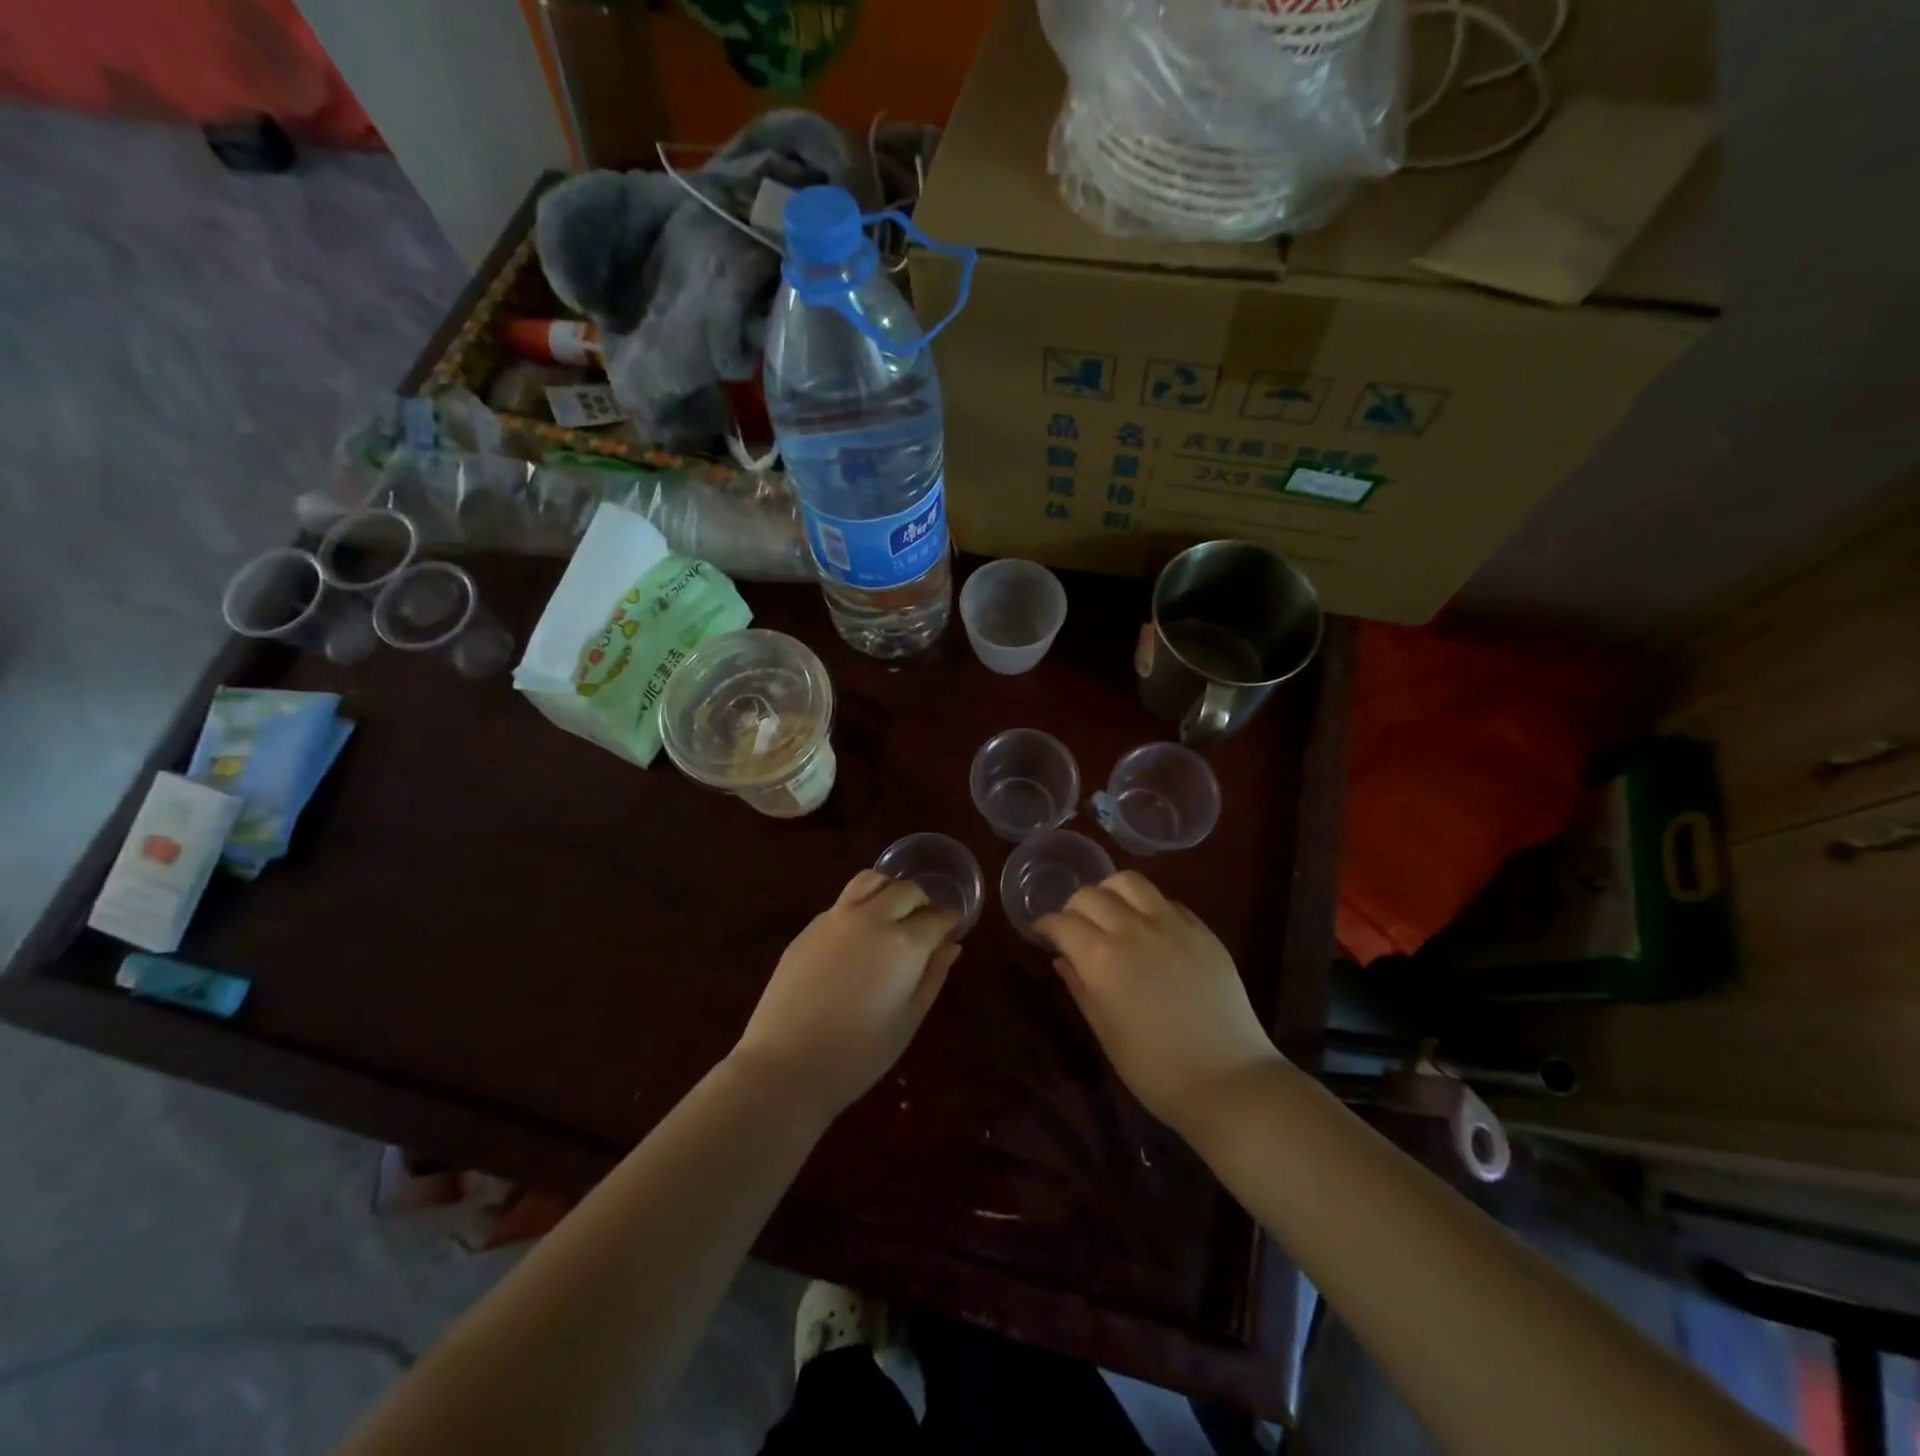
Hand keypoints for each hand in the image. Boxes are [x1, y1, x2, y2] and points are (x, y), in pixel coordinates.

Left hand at [731, 870, 959, 1122]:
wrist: (786, 1064)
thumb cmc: (858, 1054)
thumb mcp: (908, 1020)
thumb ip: (932, 976)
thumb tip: (950, 945)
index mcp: (904, 943)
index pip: (936, 917)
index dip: (949, 921)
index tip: (951, 929)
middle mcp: (872, 918)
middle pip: (906, 890)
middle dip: (923, 902)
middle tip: (925, 923)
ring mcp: (836, 918)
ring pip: (871, 880)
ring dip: (890, 890)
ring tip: (893, 913)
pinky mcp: (810, 927)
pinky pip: (844, 901)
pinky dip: (862, 904)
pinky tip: (859, 933)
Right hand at [1036, 871, 1282, 1131]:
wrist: (1229, 1081)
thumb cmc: (1156, 1069)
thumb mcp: (1106, 1032)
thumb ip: (1080, 987)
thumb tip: (1063, 958)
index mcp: (1102, 958)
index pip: (1062, 922)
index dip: (1046, 925)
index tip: (1043, 934)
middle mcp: (1133, 929)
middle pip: (1091, 894)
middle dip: (1074, 907)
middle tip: (1075, 928)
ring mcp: (1171, 924)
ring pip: (1129, 882)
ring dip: (1110, 892)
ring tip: (1111, 913)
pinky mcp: (1202, 929)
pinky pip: (1165, 900)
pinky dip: (1147, 906)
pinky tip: (1149, 929)